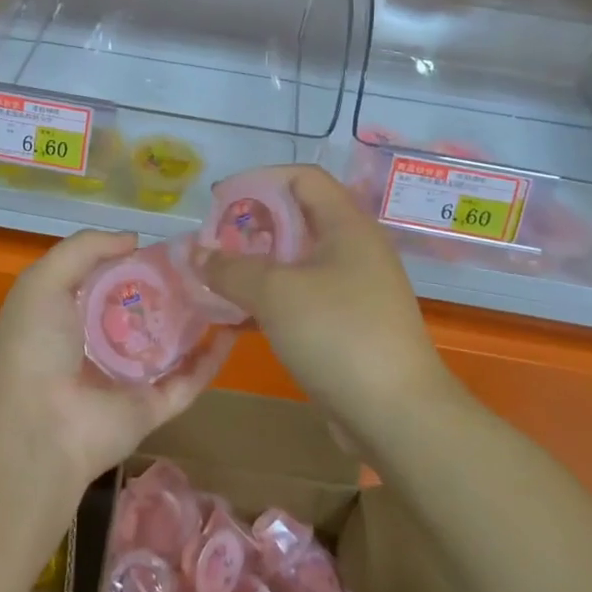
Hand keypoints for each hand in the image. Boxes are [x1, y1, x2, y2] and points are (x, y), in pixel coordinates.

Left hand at [0, 230, 231, 489]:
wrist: (37, 425)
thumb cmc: (35, 345)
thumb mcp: (44, 280)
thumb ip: (85, 249)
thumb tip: (133, 239)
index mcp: (69, 316)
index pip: (109, 281)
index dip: (136, 260)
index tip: (170, 243)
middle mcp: (99, 345)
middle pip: (144, 311)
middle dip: (172, 287)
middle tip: (207, 262)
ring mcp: (128, 378)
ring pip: (171, 344)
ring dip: (198, 319)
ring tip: (228, 288)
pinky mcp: (153, 406)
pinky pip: (189, 380)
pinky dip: (212, 358)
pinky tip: (234, 329)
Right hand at [195, 166, 446, 420]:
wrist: (397, 414)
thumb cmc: (338, 334)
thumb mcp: (276, 293)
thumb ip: (231, 268)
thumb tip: (195, 252)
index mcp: (347, 226)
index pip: (302, 178)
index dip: (259, 180)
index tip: (220, 200)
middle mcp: (354, 249)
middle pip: (298, 218)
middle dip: (252, 226)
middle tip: (214, 245)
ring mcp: (354, 289)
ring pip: (297, 261)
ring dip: (257, 266)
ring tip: (217, 279)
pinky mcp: (348, 324)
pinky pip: (302, 296)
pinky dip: (270, 299)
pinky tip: (238, 316)